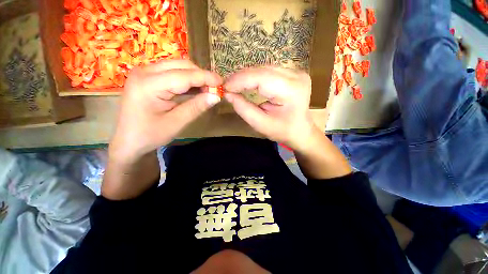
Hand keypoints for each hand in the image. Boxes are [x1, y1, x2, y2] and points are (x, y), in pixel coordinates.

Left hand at [110, 59, 221, 162]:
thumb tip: (216, 96)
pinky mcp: (148, 77)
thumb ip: (196, 107)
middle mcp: (144, 71)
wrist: (128, 141)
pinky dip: (187, 80)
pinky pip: (172, 72)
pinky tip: (195, 89)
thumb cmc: (150, 135)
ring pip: (177, 66)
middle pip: (181, 65)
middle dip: (201, 76)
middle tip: (215, 89)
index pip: (184, 75)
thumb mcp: (177, 123)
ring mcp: (145, 72)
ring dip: (195, 77)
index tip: (222, 83)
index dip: (205, 78)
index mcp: (149, 84)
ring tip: (207, 90)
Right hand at [224, 67, 317, 151]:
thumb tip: (228, 94)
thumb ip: (243, 109)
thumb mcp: (261, 124)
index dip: (240, 80)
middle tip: (227, 86)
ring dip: (247, 76)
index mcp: (291, 90)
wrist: (301, 130)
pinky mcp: (293, 73)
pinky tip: (247, 83)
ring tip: (235, 85)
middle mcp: (296, 76)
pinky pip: (269, 71)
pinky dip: (255, 76)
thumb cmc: (283, 131)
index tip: (224, 87)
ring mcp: (296, 72)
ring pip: (264, 68)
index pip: (261, 78)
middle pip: (262, 70)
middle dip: (241, 78)